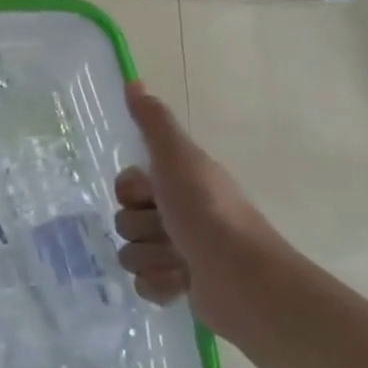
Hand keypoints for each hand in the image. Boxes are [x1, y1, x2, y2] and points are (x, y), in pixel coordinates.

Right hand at [113, 81, 282, 340]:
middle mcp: (178, 215)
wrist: (242, 278)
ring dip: (151, 258)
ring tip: (180, 261)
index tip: (151, 196)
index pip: (125, 186)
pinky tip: (181, 283)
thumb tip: (134, 81)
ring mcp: (179, 253)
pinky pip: (143, 285)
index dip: (131, 192)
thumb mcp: (177, 159)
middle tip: (170, 230)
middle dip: (142, 229)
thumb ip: (154, 123)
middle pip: (124, 220)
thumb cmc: (208, 212)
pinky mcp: (180, 287)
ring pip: (130, 254)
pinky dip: (159, 285)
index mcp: (177, 185)